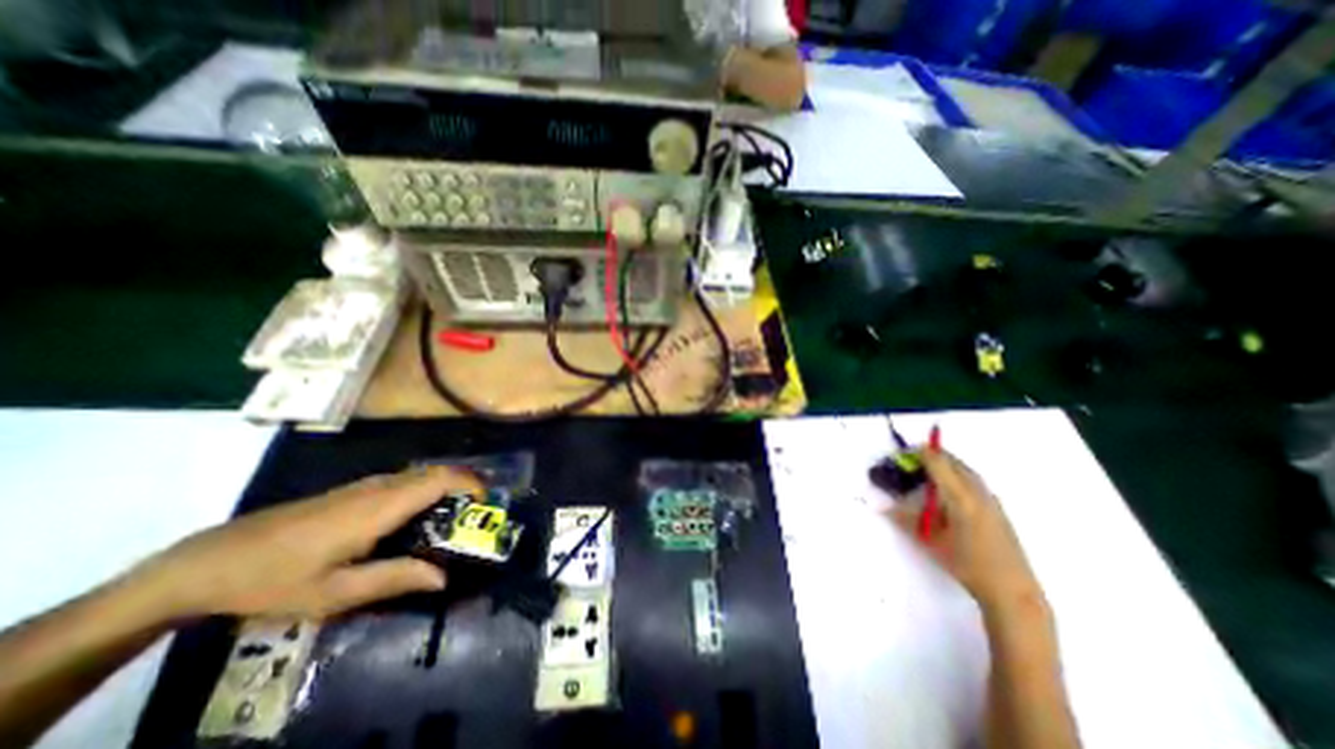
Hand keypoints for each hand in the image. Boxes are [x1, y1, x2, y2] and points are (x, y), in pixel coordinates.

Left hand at [132, 469, 480, 618]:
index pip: (441, 479)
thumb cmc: (273, 579)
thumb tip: (444, 578)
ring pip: (421, 475)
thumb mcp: (335, 593)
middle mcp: (379, 486)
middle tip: (476, 518)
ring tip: (454, 521)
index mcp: (381, 506)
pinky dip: (425, 492)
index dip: (471, 484)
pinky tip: (416, 521)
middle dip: (465, 487)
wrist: (208, 562)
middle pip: (437, 472)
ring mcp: (365, 485)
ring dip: (446, 489)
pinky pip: (404, 482)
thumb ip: (394, 579)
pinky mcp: (354, 491)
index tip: (486, 505)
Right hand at [891, 450, 1048, 618]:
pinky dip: (958, 475)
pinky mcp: (997, 510)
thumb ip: (905, 520)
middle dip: (933, 456)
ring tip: (928, 472)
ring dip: (947, 465)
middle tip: (913, 460)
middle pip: (954, 462)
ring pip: (966, 471)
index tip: (904, 452)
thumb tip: (883, 507)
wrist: (1013, 592)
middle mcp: (978, 493)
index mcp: (960, 497)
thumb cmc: (968, 565)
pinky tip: (948, 491)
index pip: (939, 463)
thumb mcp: (930, 541)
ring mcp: (991, 501)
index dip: (921, 453)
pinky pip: (973, 481)